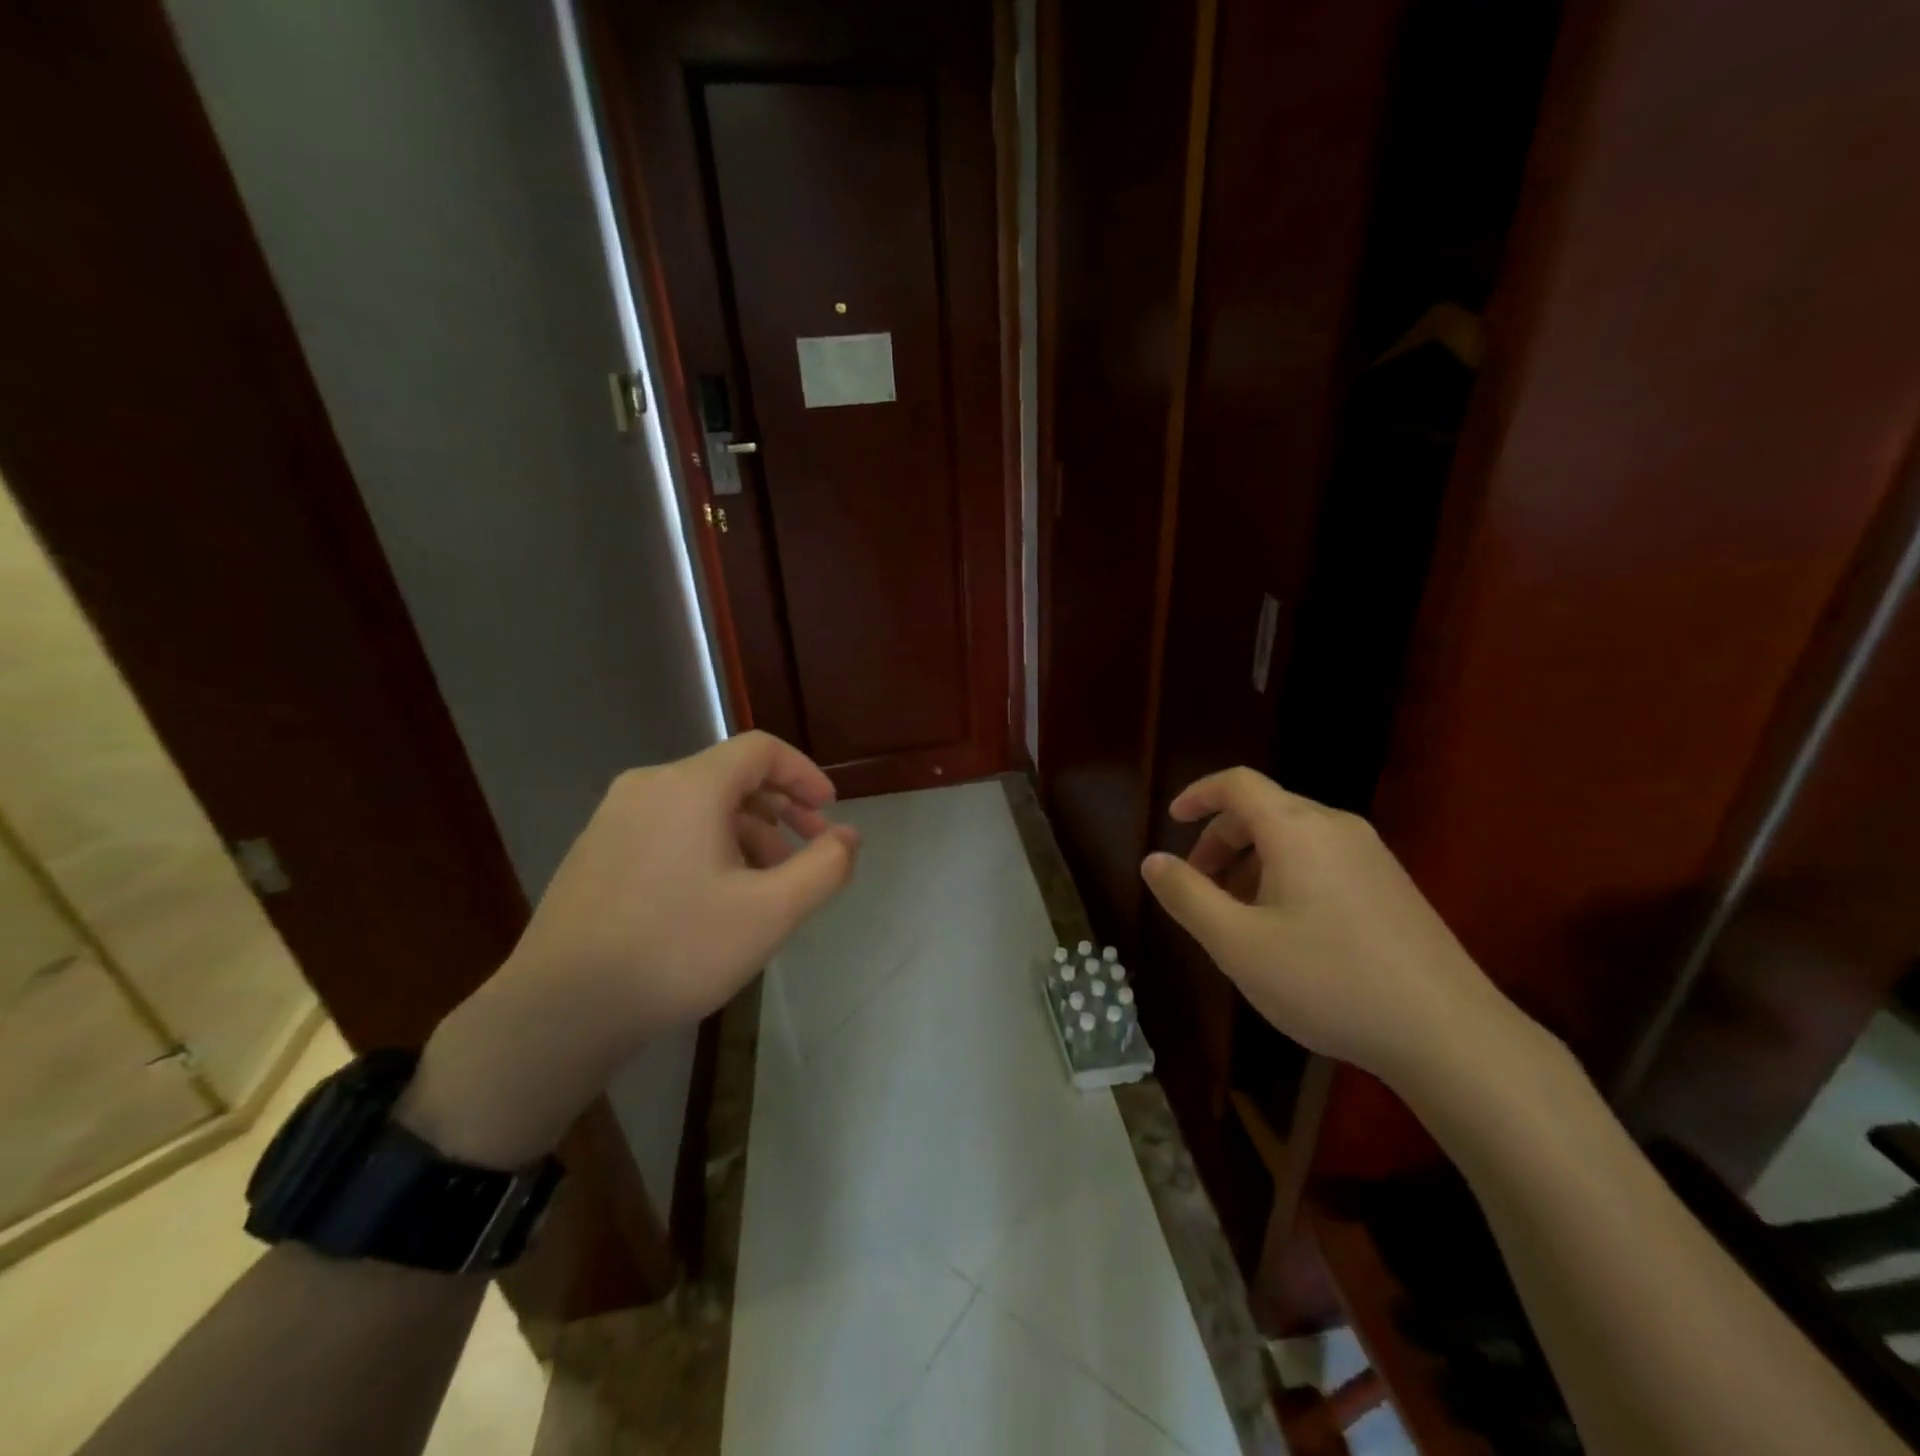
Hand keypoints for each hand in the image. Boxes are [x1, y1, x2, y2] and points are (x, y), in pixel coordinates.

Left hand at [400, 731, 859, 1165]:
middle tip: (809, 849)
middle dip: (781, 808)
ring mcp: (614, 818)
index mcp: (689, 787)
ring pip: (700, 804)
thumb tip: (850, 837)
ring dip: (747, 830)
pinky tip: (717, 895)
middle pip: (731, 775)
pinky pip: (669, 827)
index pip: (761, 750)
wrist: (559, 1010)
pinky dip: (708, 844)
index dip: (804, 774)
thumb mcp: (770, 912)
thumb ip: (824, 867)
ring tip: (769, 882)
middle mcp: (648, 786)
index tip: (829, 812)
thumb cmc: (676, 950)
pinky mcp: (596, 850)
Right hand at [1139, 767, 1528, 1091]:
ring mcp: (1372, 855)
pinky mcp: (1393, 885)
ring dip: (1252, 862)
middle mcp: (1336, 828)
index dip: (1198, 794)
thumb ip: (1187, 896)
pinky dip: (1286, 875)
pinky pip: (1323, 859)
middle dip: (1220, 841)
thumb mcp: (1237, 944)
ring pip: (1294, 837)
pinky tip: (1287, 931)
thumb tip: (1153, 861)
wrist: (1449, 1034)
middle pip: (1264, 810)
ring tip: (1238, 916)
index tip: (1171, 820)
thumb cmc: (1328, 980)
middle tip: (1198, 887)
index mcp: (1297, 829)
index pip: (1238, 784)